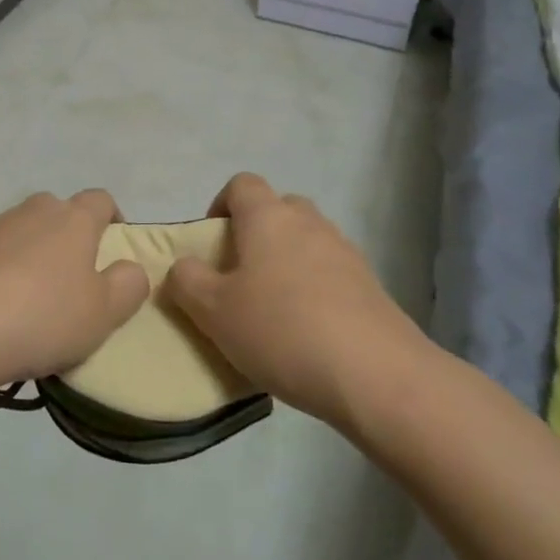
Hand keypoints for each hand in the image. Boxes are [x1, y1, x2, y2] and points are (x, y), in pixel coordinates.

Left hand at [0, 190, 149, 395]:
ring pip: (23, 230)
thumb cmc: (42, 317)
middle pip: (58, 210)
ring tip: (32, 297)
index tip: (114, 246)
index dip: (112, 218)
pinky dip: (1, 268)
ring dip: (32, 252)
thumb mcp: (103, 313)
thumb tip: (131, 268)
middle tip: (73, 277)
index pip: (100, 200)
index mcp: (73, 219)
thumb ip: (128, 286)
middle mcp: (34, 211)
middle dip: (68, 234)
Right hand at [165, 173, 428, 430]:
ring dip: (287, 262)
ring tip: (273, 310)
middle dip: (256, 234)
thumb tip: (183, 266)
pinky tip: (307, 333)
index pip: (241, 184)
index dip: (220, 205)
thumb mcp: (213, 310)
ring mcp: (345, 251)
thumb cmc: (282, 330)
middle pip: (278, 209)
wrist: (376, 375)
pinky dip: (315, 289)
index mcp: (267, 217)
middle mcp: (308, 222)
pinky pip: (331, 273)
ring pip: (306, 241)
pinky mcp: (371, 286)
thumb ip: (187, 280)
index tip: (211, 244)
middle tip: (240, 276)